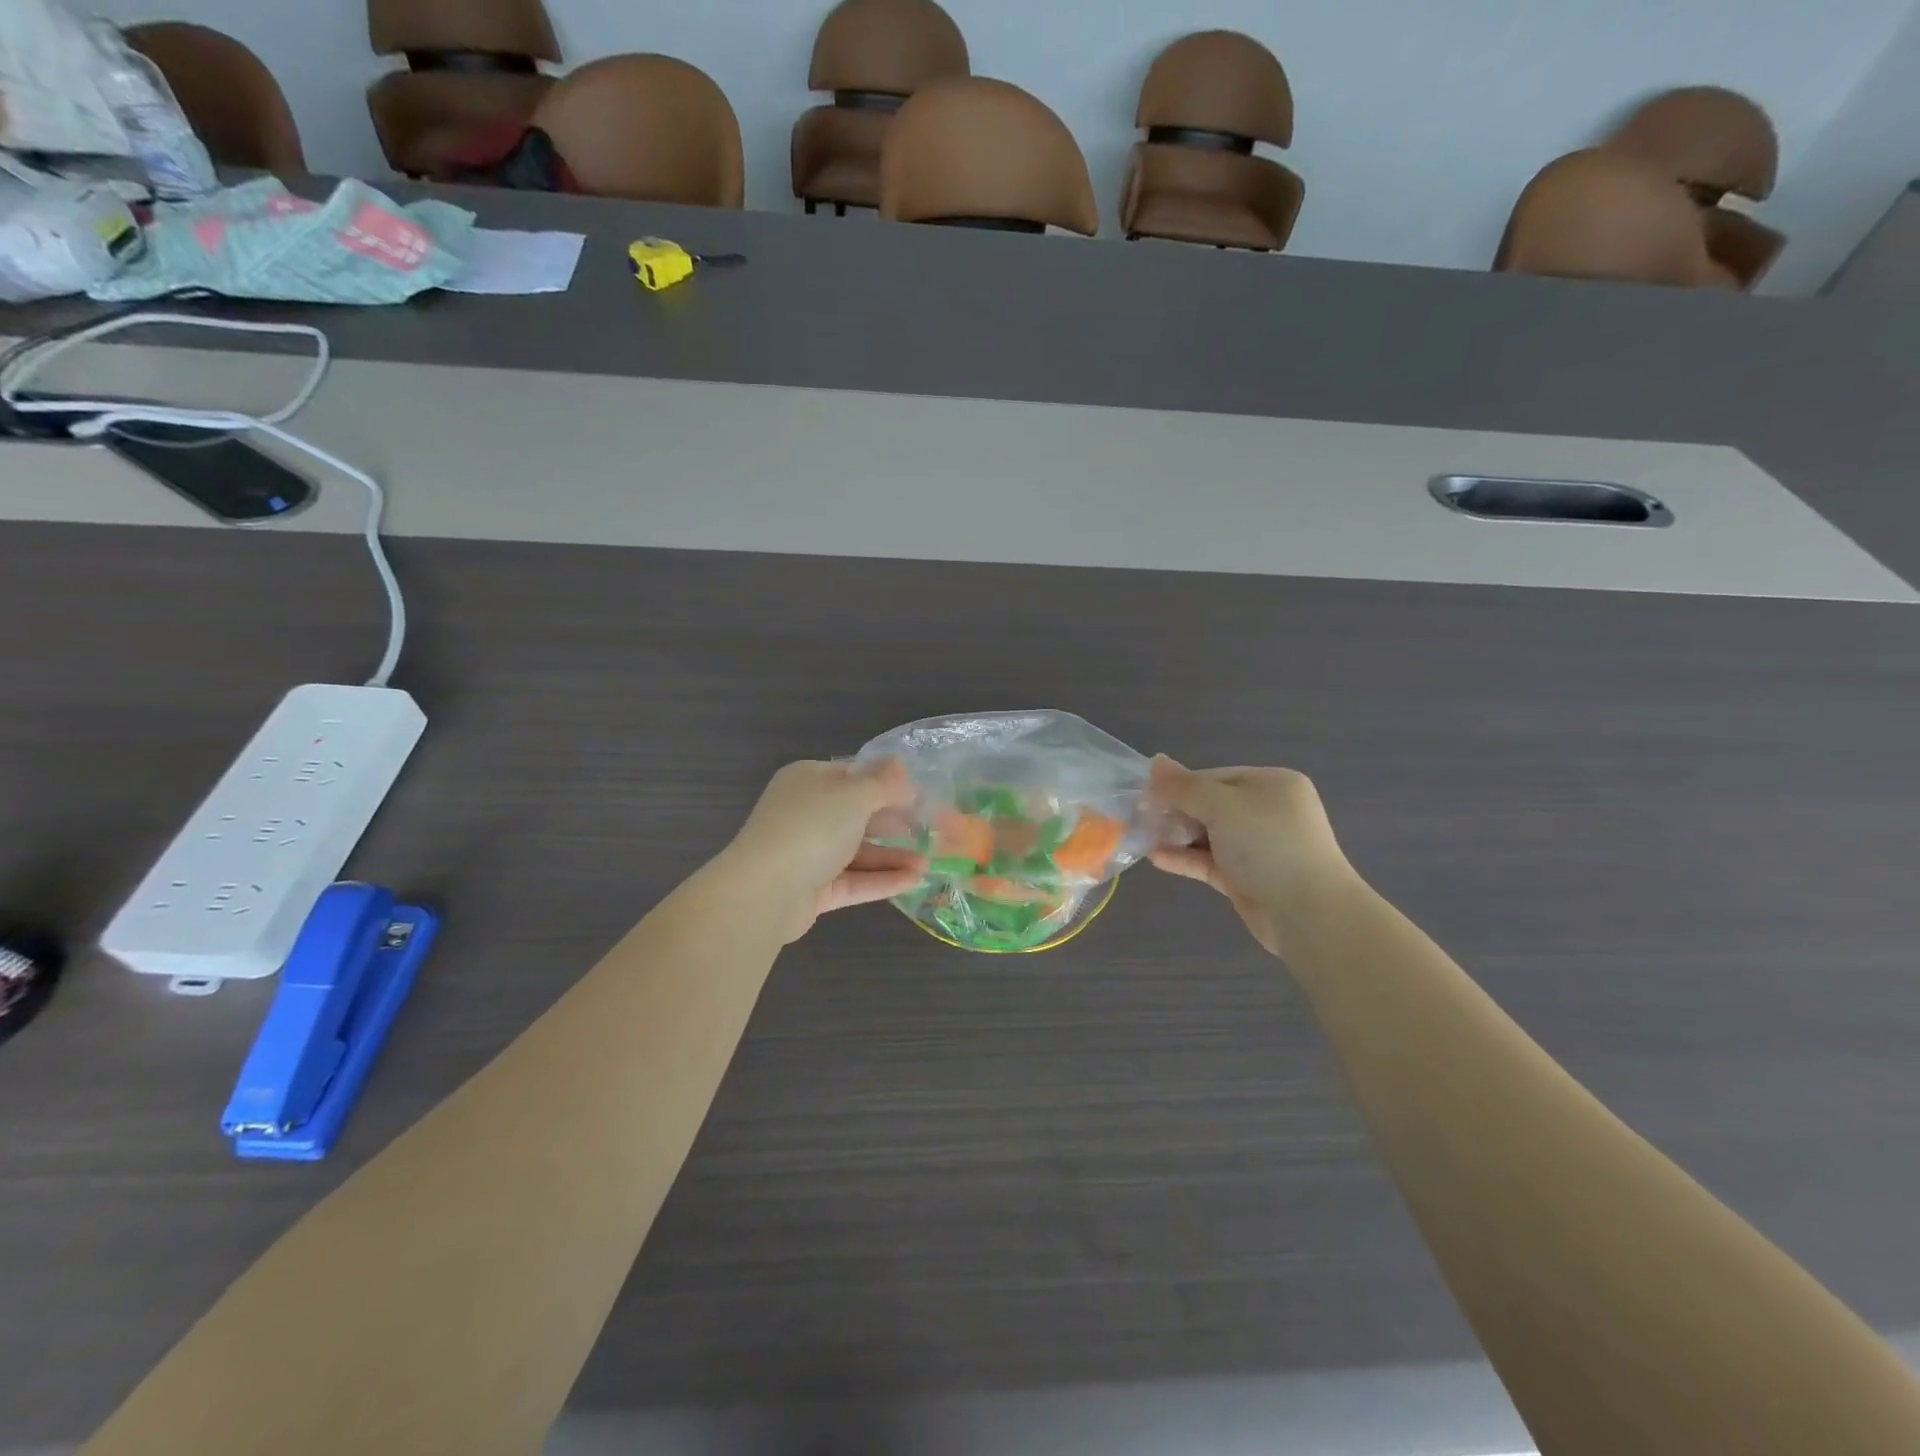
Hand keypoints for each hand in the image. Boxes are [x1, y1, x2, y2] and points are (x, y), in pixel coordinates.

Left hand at [723, 759, 927, 941]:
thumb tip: (900, 762)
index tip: (922, 795)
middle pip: (858, 815)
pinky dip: (882, 880)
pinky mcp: (813, 889)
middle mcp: (807, 814)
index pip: (854, 776)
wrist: (764, 892)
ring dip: (893, 856)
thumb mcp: (854, 796)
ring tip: (929, 864)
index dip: (888, 784)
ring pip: (858, 852)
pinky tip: (914, 881)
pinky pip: (853, 880)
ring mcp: (808, 853)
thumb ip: (882, 782)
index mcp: (809, 781)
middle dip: (896, 824)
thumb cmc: (811, 828)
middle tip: (933, 831)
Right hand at [1147, 756, 1356, 954]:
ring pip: (1208, 835)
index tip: (1145, 796)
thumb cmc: (1268, 845)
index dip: (1179, 785)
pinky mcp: (1247, 879)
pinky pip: (1210, 862)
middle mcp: (1267, 812)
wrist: (1309, 914)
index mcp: (1271, 785)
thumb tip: (1155, 761)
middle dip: (1175, 812)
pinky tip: (1157, 858)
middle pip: (1210, 805)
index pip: (1214, 777)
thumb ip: (1185, 787)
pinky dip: (1186, 858)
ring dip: (1177, 836)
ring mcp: (1258, 847)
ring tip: (1143, 838)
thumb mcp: (1222, 806)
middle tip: (1140, 818)